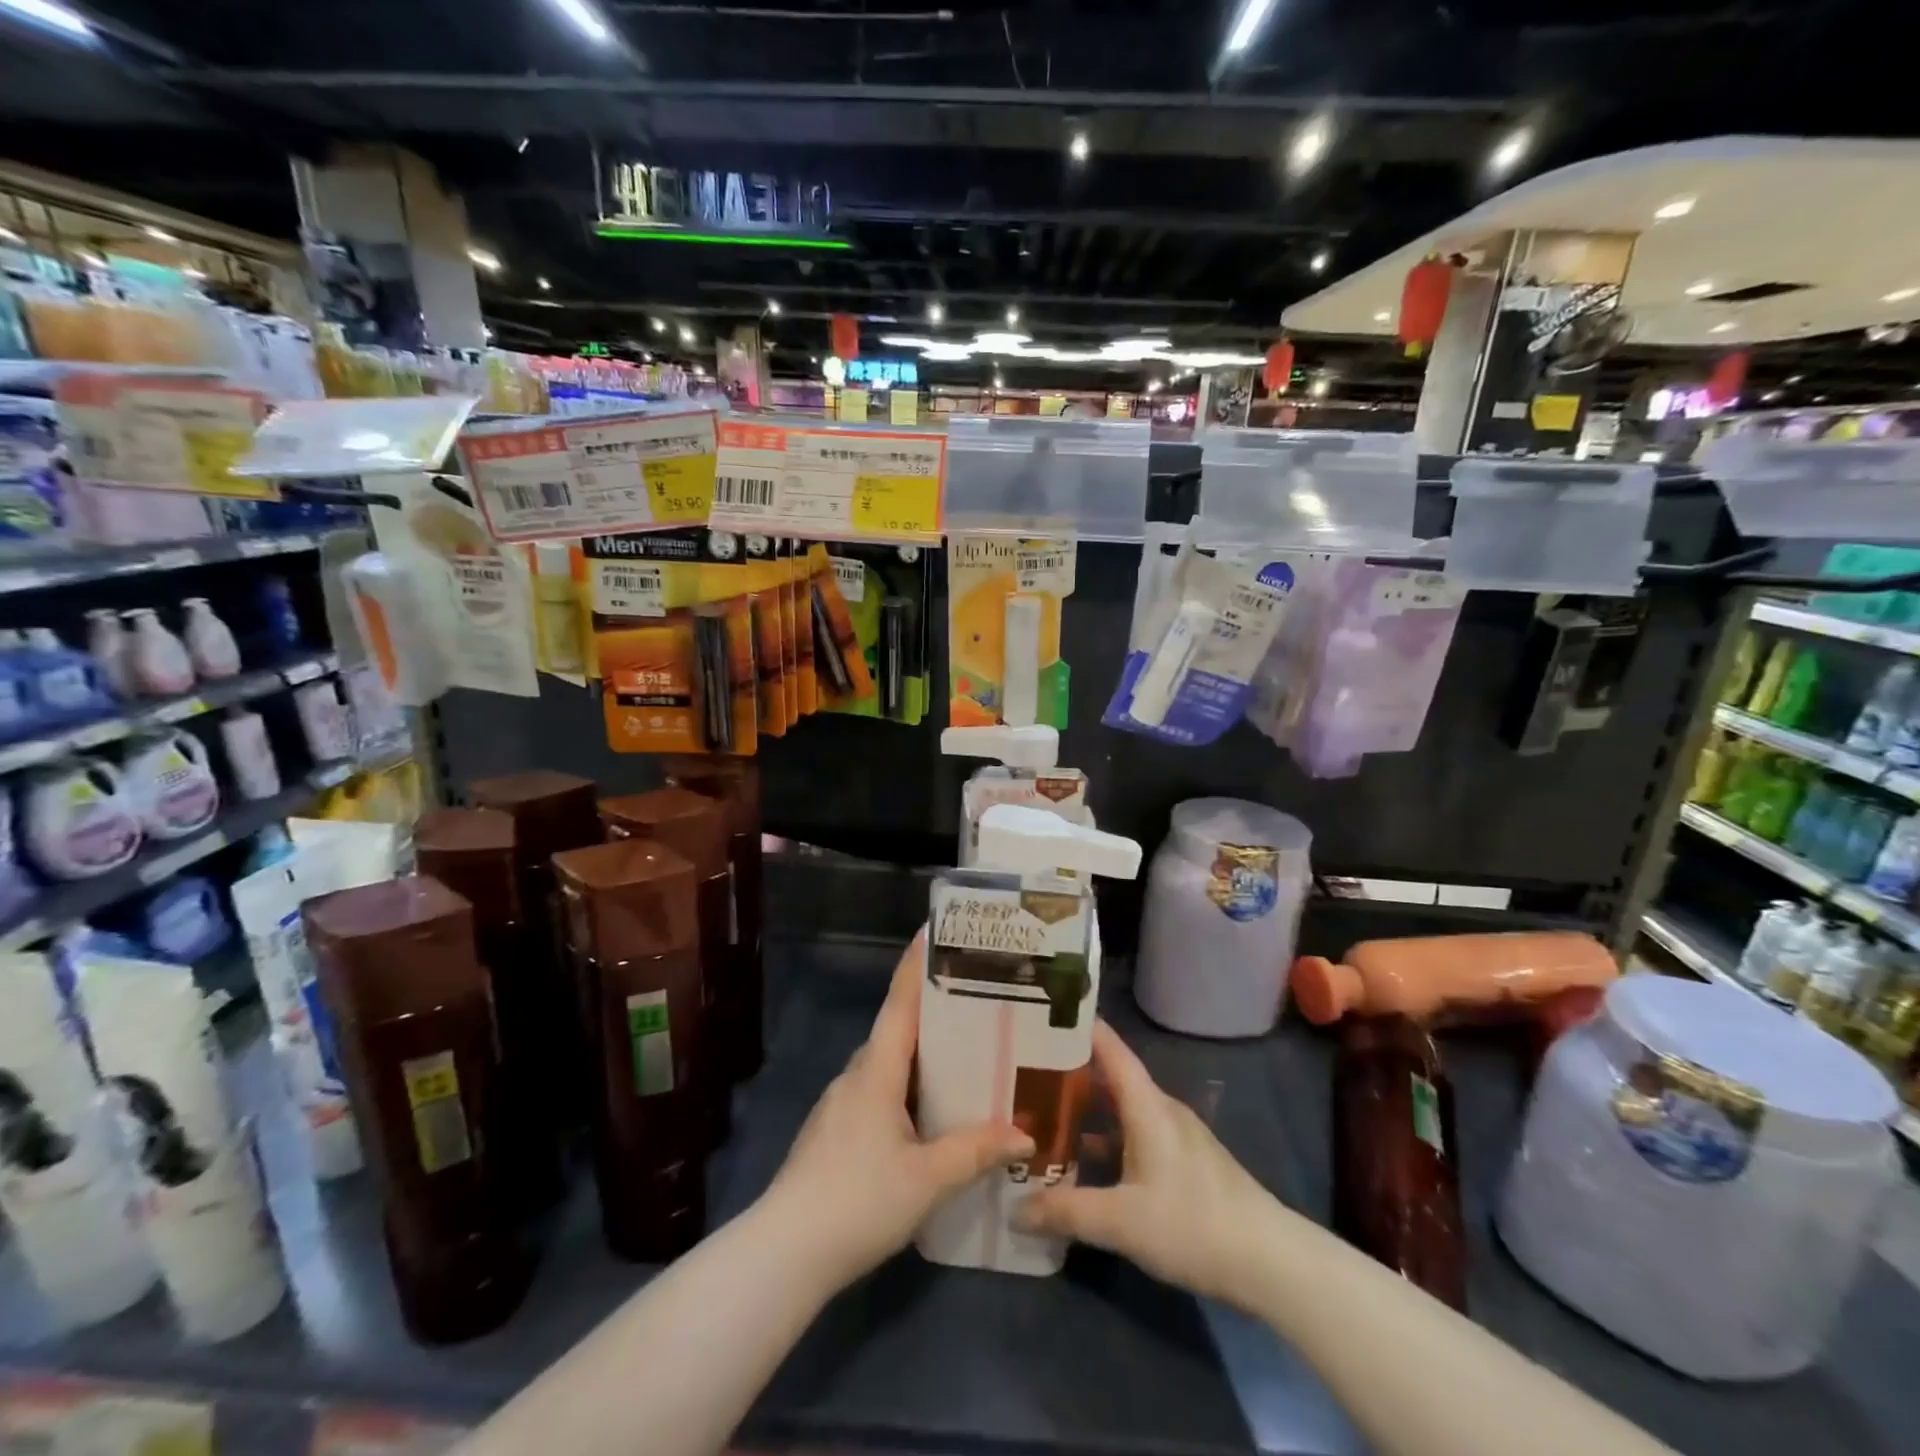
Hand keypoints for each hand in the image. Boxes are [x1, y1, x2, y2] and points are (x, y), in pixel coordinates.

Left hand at [759, 930, 1034, 1289]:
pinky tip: (929, 1113)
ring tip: (963, 1056)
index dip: (915, 967)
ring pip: (886, 1066)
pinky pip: (877, 1094)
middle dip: (931, 1012)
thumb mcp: (927, 1179)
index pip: (899, 1004)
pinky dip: (906, 1088)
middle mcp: (855, 1077)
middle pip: (896, 1031)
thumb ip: (975, 1152)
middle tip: (974, 1003)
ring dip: (920, 1056)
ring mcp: (840, 1106)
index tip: (930, 932)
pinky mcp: (834, 1134)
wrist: (784, 1253)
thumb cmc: (858, 1200)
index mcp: (875, 1071)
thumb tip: (1025, 1135)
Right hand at [1015, 1021, 1279, 1308]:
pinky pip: (1135, 1134)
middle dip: (1070, 1073)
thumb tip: (1014, 1209)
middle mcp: (1161, 1109)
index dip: (1077, 1027)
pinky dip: (1107, 1138)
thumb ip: (1065, 1212)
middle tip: (1024, 1073)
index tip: (1041, 1014)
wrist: (1270, 1261)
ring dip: (1087, 1111)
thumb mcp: (1121, 1222)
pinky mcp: (1185, 1163)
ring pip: (1122, 1109)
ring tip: (1045, 1116)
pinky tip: (1086, 1164)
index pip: (1109, 1047)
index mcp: (1147, 1105)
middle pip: (1110, 1077)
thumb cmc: (1193, 1224)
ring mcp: (1176, 1136)